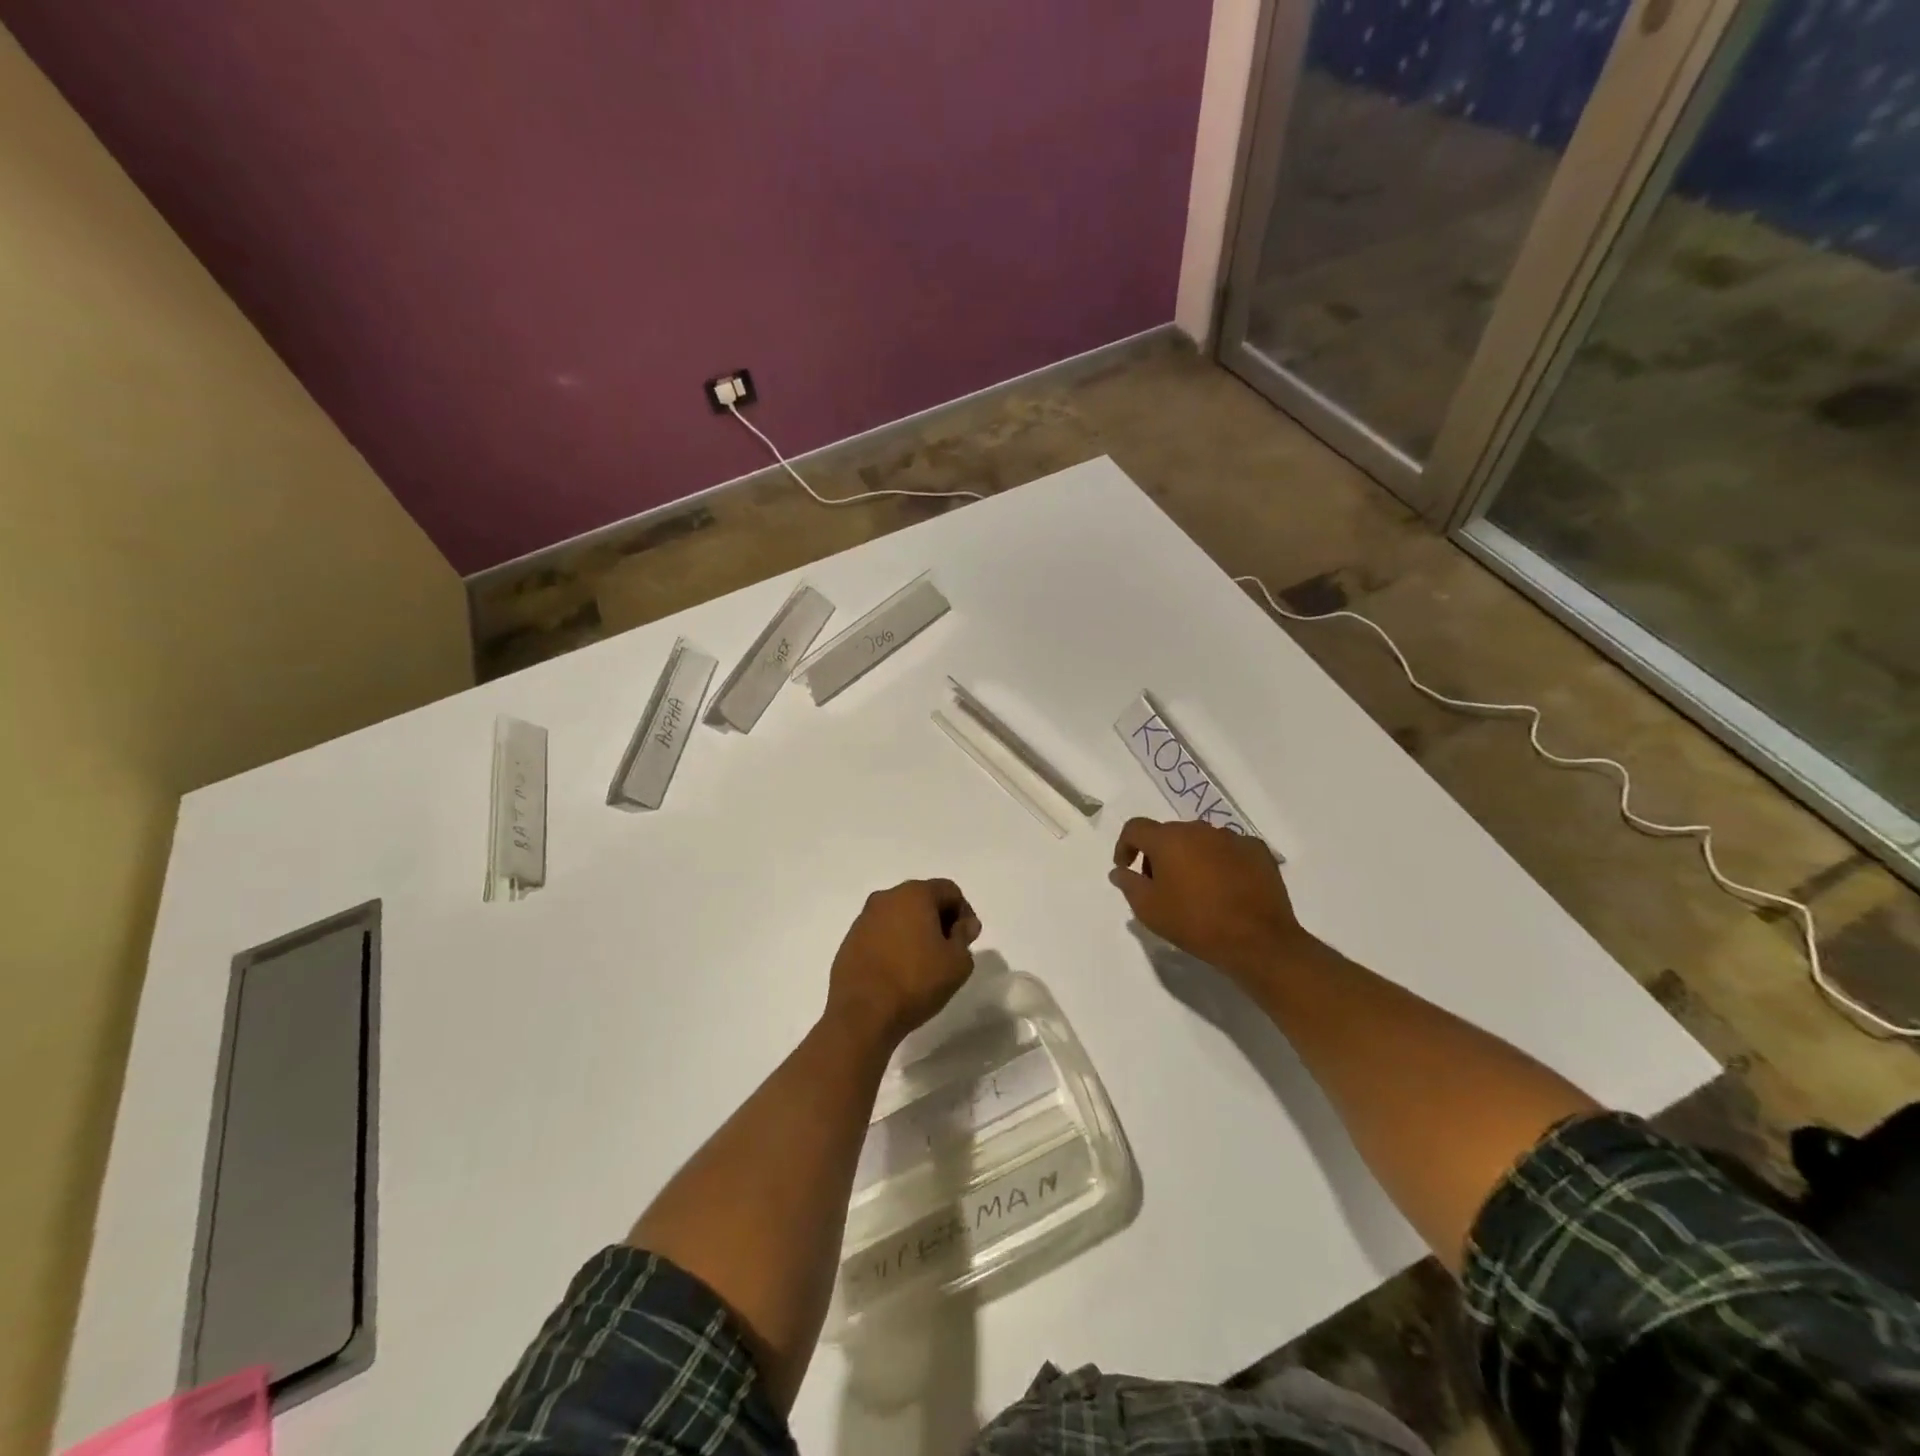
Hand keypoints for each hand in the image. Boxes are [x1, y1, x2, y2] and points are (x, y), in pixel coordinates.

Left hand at [826, 879, 980, 1045]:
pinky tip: (899, 972)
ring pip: (899, 916)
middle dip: (939, 920)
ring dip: (915, 932)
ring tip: (924, 964)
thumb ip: (964, 937)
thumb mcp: (957, 963)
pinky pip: (880, 934)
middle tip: (948, 951)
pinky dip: (894, 944)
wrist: (862, 1014)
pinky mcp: (849, 941)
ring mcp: (864, 919)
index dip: (964, 913)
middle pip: (922, 899)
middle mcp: (886, 897)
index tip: (967, 941)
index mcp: (914, 894)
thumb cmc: (916, 982)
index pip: (949, 891)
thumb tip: (963, 924)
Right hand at [1108, 818, 1314, 985]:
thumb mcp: (1149, 910)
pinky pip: (1229, 849)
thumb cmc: (1195, 923)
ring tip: (1195, 888)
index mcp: (1168, 839)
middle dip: (1158, 855)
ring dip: (1190, 857)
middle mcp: (1198, 829)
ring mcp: (1231, 837)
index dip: (1125, 845)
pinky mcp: (1257, 850)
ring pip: (1200, 840)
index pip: (1136, 828)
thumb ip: (1129, 885)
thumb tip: (1120, 871)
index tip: (1126, 868)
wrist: (1258, 941)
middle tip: (1160, 885)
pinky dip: (1220, 862)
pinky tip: (1225, 888)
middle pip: (1168, 834)